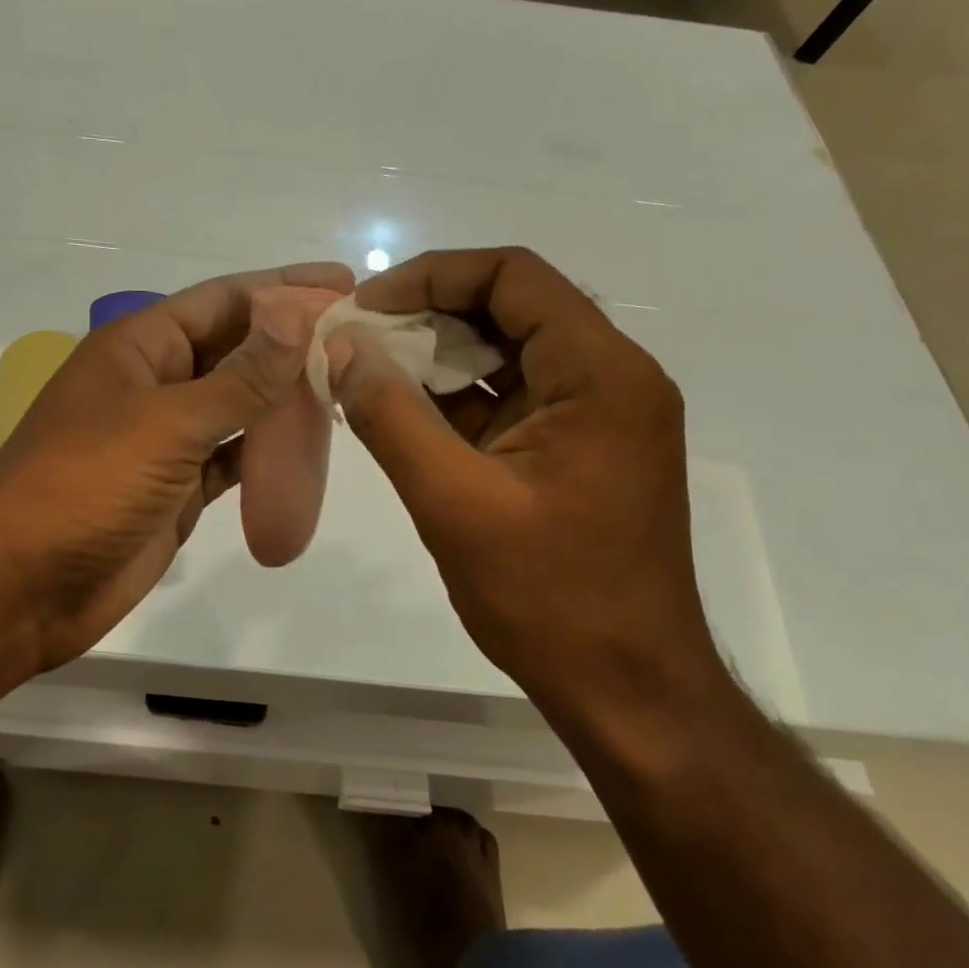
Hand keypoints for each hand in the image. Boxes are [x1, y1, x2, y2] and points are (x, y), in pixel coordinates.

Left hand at [0, 263, 353, 674]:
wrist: (21, 588)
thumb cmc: (85, 485)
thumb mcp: (167, 423)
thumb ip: (240, 377)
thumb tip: (297, 314)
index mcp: (139, 346)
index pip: (223, 301)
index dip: (283, 288)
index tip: (345, 283)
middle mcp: (154, 383)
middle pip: (234, 350)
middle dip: (290, 340)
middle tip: (359, 337)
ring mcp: (165, 439)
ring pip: (237, 405)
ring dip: (284, 396)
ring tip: (347, 385)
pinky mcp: (176, 489)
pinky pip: (232, 458)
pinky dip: (266, 451)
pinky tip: (308, 445)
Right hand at [323, 247, 728, 740]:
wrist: (627, 691)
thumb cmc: (550, 598)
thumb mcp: (454, 503)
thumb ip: (391, 417)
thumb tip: (341, 347)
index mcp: (600, 374)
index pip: (514, 276)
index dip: (431, 276)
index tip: (365, 308)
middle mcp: (610, 378)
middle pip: (511, 307)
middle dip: (428, 315)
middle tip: (357, 342)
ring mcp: (597, 416)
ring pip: (508, 353)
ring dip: (437, 357)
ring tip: (368, 376)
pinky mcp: (577, 450)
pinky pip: (510, 398)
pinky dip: (456, 398)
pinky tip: (402, 415)